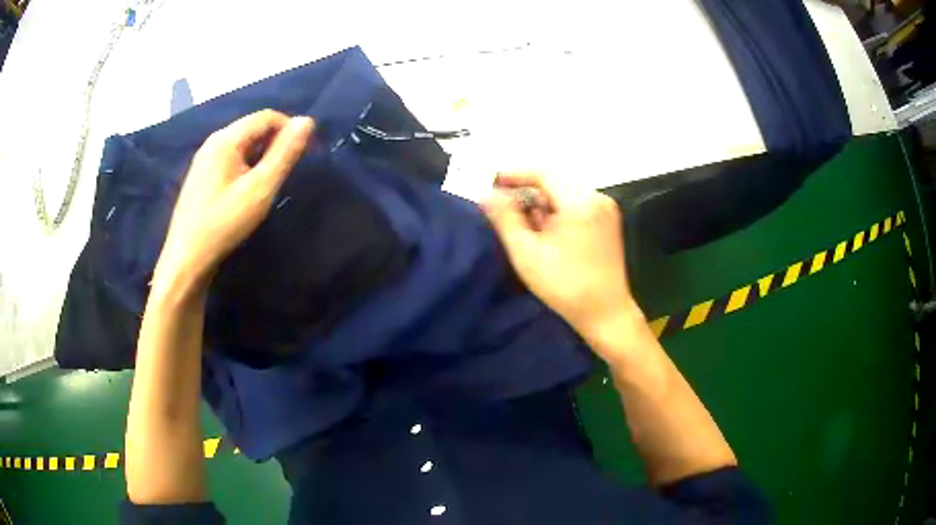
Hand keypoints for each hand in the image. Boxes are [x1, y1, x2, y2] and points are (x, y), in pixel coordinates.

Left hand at [153, 110, 313, 290]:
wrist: (187, 260)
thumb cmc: (224, 223)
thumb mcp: (260, 188)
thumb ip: (284, 153)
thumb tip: (307, 121)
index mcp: (226, 139)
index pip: (266, 116)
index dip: (290, 128)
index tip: (305, 151)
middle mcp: (213, 142)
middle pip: (253, 128)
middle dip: (276, 142)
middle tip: (289, 170)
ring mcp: (204, 160)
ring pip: (242, 145)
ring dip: (262, 155)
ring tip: (271, 181)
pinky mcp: (201, 177)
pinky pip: (231, 160)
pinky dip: (247, 166)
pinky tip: (249, 190)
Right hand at [483, 172, 643, 351]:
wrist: (606, 312)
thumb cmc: (564, 285)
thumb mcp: (527, 253)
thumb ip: (505, 219)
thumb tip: (486, 195)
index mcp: (580, 202)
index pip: (543, 172)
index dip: (515, 175)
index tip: (492, 183)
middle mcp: (597, 197)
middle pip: (556, 180)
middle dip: (528, 189)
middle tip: (505, 205)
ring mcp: (606, 208)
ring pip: (566, 191)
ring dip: (543, 201)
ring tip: (526, 224)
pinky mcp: (609, 220)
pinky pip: (578, 203)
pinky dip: (559, 209)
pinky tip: (548, 230)